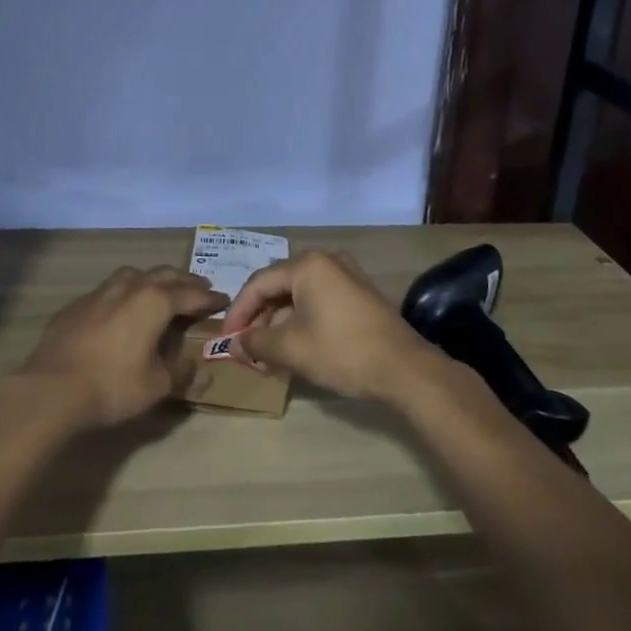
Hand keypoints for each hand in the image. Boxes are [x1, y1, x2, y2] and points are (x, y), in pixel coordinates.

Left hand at [20, 267, 226, 427]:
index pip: (191, 295)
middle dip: (184, 282)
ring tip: (160, 290)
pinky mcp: (76, 306)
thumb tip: (202, 372)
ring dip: (152, 280)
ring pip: (133, 275)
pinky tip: (120, 309)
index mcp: (155, 301)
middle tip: (198, 289)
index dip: (209, 298)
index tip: (223, 299)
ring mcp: (99, 292)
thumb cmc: (113, 385)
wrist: (51, 389)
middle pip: (163, 275)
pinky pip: (108, 290)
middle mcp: (129, 287)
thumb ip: (182, 374)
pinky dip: (123, 294)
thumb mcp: (157, 386)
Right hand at [222, 251, 440, 402]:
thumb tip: (234, 344)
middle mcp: (326, 261)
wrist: (404, 369)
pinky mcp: (358, 294)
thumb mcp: (291, 349)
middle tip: (246, 349)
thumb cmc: (341, 351)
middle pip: (279, 287)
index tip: (226, 339)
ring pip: (298, 296)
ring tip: (266, 355)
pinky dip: (300, 322)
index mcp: (307, 265)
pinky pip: (318, 301)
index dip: (238, 312)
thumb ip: (256, 343)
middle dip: (259, 319)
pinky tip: (293, 348)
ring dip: (278, 324)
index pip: (259, 283)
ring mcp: (346, 276)